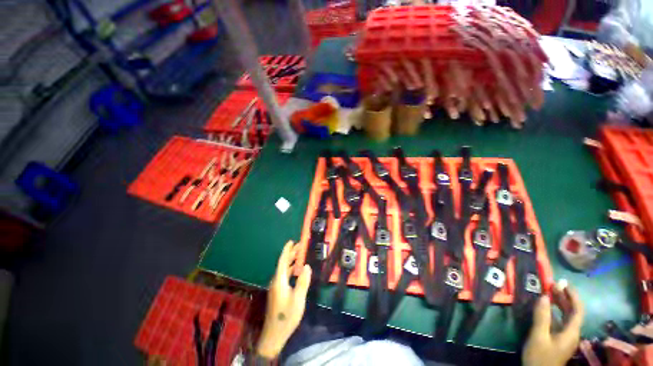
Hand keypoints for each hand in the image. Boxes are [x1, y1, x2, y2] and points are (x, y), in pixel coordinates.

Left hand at [256, 240, 311, 358]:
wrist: (274, 335)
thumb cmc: (286, 316)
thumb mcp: (298, 299)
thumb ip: (302, 282)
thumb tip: (307, 266)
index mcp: (279, 281)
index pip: (282, 261)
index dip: (287, 251)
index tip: (292, 241)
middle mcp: (276, 281)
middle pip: (283, 264)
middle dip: (291, 254)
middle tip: (300, 246)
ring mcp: (276, 287)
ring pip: (284, 270)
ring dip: (291, 261)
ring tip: (300, 255)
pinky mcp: (277, 293)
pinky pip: (284, 276)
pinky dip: (291, 270)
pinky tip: (297, 271)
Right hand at [523, 284, 584, 365]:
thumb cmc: (540, 356)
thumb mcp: (539, 336)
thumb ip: (542, 317)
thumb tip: (544, 296)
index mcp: (571, 332)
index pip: (577, 310)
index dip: (573, 295)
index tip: (563, 283)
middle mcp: (572, 332)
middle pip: (573, 312)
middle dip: (565, 297)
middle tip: (553, 284)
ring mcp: (566, 336)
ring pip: (567, 316)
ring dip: (560, 303)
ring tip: (550, 292)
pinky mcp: (559, 338)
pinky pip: (560, 321)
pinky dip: (555, 311)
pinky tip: (547, 307)